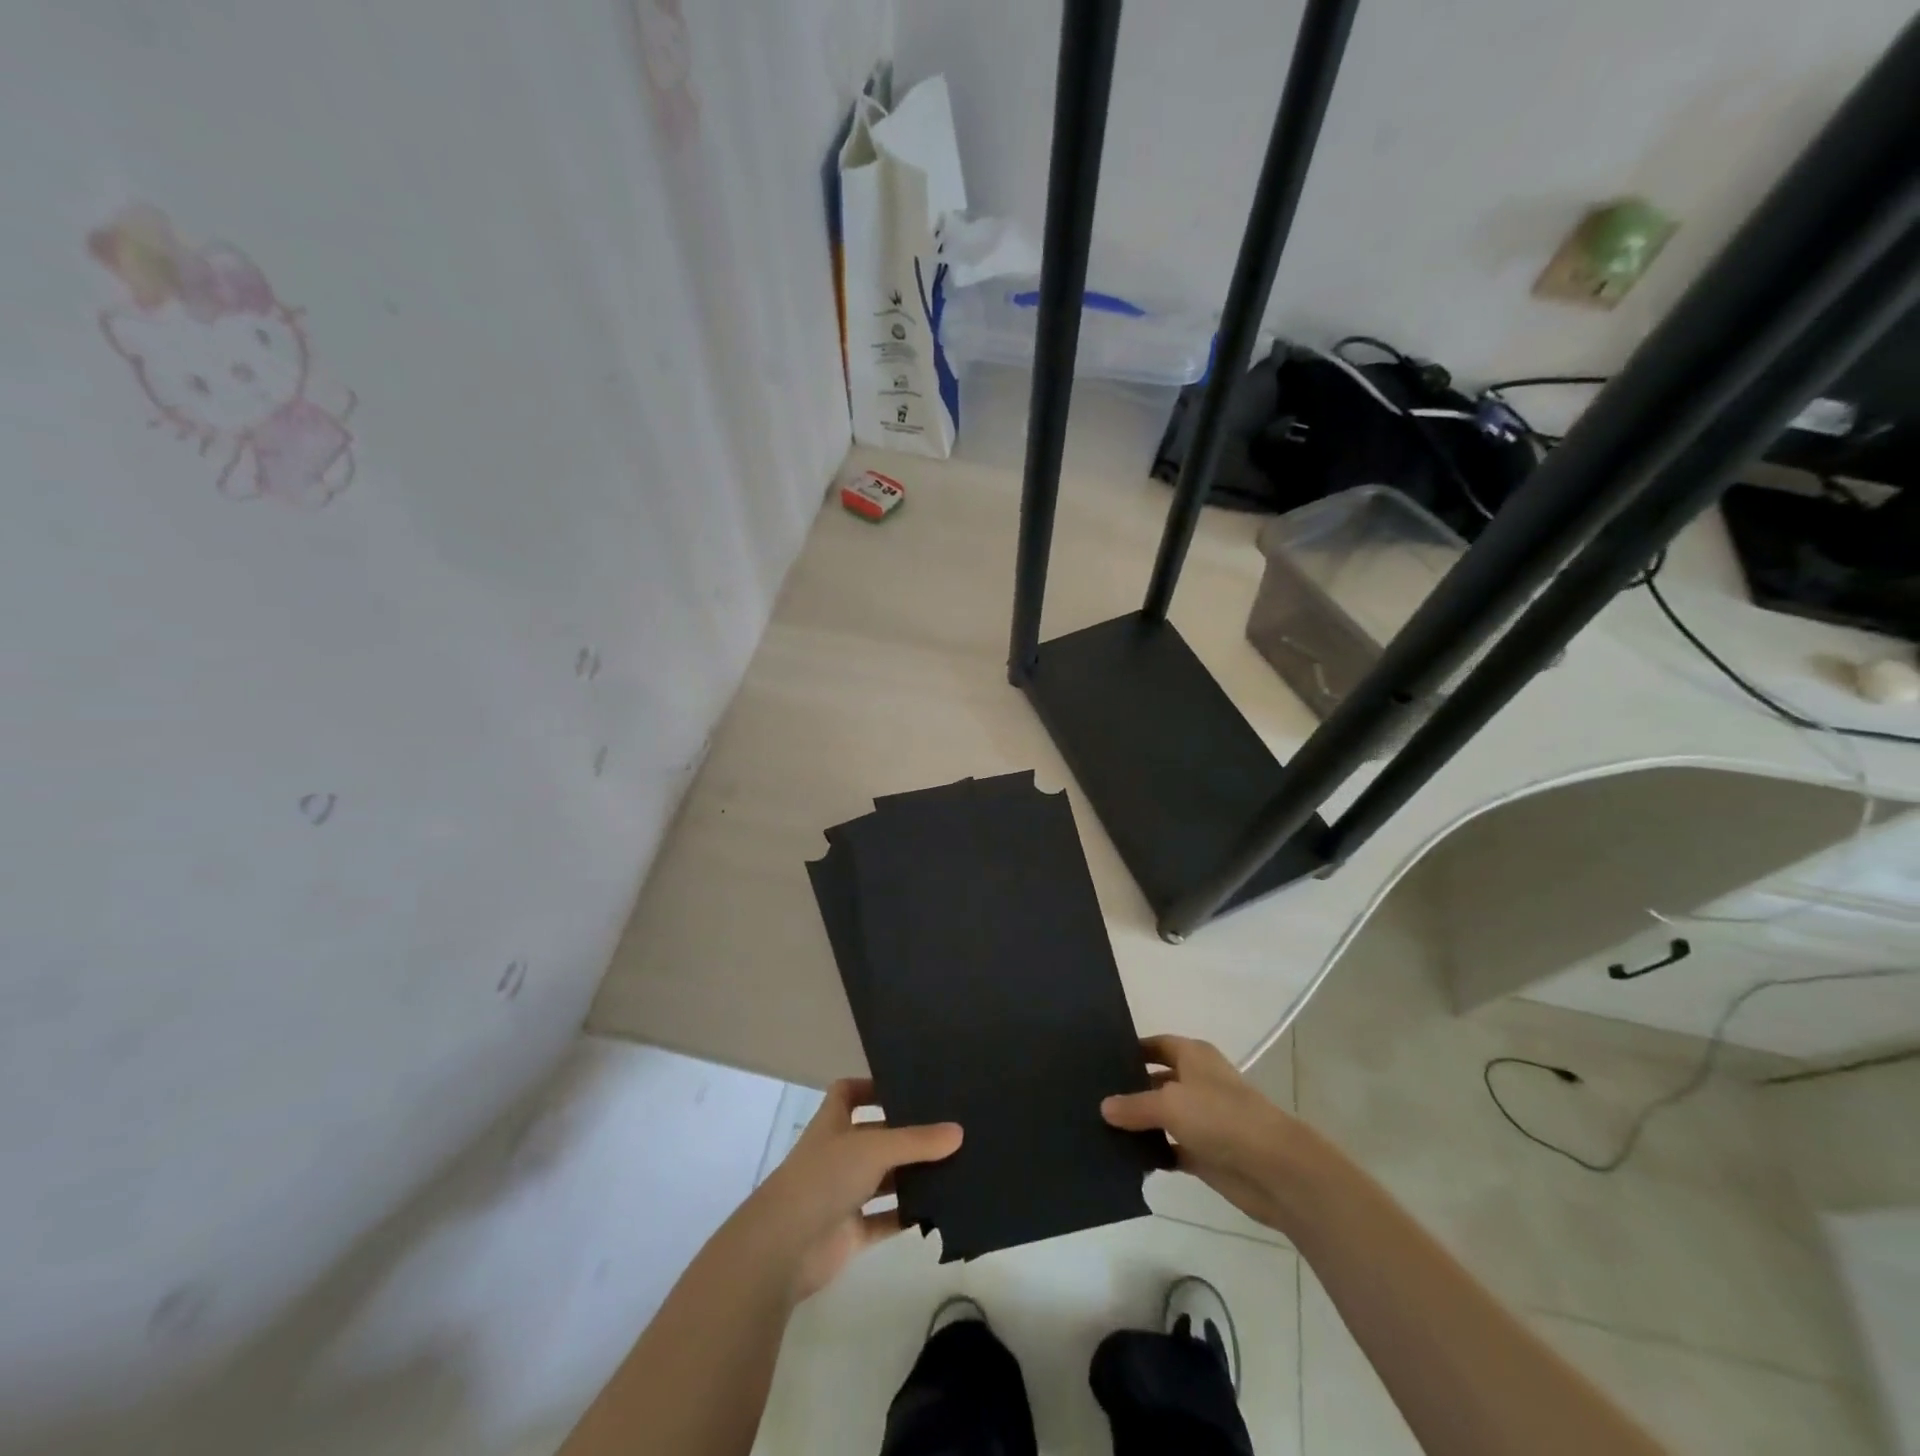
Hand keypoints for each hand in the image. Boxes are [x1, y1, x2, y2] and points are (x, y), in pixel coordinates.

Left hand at [732, 1079, 961, 1303]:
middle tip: (948, 1126)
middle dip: (906, 1134)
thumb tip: (959, 1131)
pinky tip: (939, 1210)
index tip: (906, 1086)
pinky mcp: (850, 1233)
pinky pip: (885, 1220)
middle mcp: (837, 1154)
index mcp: (833, 1124)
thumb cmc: (824, 1178)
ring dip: (911, 1176)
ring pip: (883, 1179)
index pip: (848, 1093)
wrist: (784, 1248)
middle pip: (874, 1136)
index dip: (871, 1086)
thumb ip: (917, 1141)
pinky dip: (907, 1216)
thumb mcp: (874, 1148)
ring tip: (954, 1165)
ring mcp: (843, 1194)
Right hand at [1102, 1034, 1308, 1232]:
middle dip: (1129, 1089)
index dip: (1131, 1050)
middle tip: (1091, 1097)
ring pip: (1163, 1117)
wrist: (1274, 1168)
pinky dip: (1154, 1153)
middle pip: (1156, 1080)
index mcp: (1193, 1056)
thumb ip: (1135, 1105)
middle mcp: (1197, 1082)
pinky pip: (1171, 1149)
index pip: (1156, 1045)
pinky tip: (1126, 1158)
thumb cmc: (1221, 1117)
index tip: (1098, 1059)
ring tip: (1099, 1128)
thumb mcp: (1170, 1103)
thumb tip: (1104, 1107)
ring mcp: (1203, 1120)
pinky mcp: (1206, 1154)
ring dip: (1139, 1124)